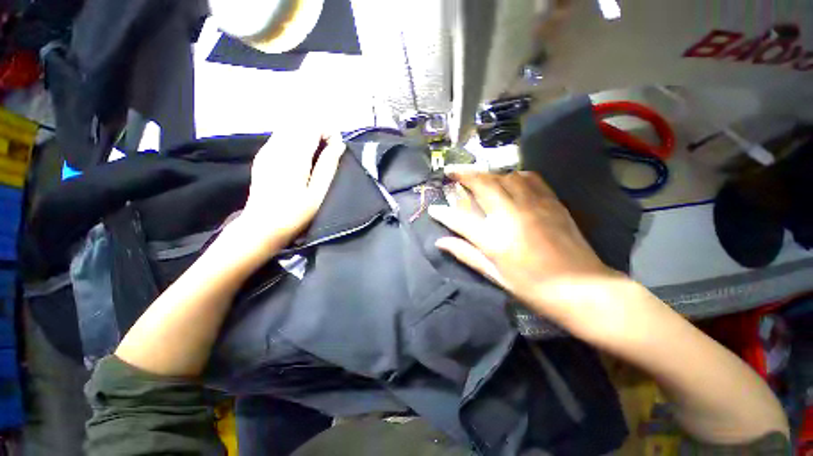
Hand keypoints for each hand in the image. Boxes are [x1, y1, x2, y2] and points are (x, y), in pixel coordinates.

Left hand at [239, 129, 343, 253]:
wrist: (261, 227)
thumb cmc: (295, 214)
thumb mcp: (318, 193)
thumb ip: (328, 166)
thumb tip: (339, 145)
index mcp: (294, 156)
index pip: (312, 125)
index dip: (328, 131)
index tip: (337, 148)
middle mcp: (277, 147)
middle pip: (300, 122)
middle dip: (318, 131)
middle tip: (328, 152)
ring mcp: (267, 150)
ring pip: (290, 127)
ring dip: (307, 135)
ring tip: (316, 156)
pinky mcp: (262, 156)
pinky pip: (281, 136)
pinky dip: (295, 140)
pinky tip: (300, 159)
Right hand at [428, 170, 617, 321]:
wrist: (581, 287)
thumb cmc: (532, 287)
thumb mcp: (494, 274)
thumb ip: (465, 253)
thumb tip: (440, 242)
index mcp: (494, 238)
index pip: (459, 219)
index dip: (442, 213)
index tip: (432, 208)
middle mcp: (510, 215)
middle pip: (482, 185)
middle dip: (463, 175)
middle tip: (451, 171)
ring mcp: (533, 204)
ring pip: (505, 176)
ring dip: (487, 174)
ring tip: (478, 177)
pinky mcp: (551, 201)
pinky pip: (529, 178)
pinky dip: (513, 175)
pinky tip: (509, 180)